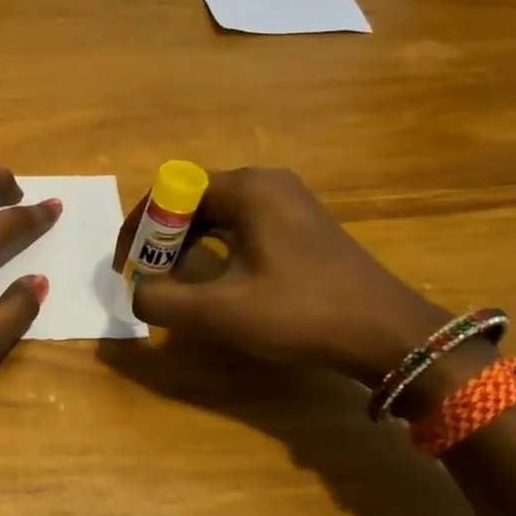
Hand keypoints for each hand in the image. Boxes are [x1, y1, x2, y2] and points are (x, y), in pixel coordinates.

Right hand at [115, 167, 449, 383]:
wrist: (388, 333)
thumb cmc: (302, 313)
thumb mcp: (221, 312)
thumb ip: (162, 301)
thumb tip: (137, 294)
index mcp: (246, 189)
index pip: (169, 191)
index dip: (139, 228)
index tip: (127, 267)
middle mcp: (265, 182)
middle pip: (190, 199)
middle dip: (160, 238)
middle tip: (146, 277)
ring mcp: (287, 201)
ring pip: (215, 213)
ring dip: (185, 244)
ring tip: (171, 280)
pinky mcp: (300, 224)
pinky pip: (239, 224)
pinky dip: (214, 247)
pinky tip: (212, 278)